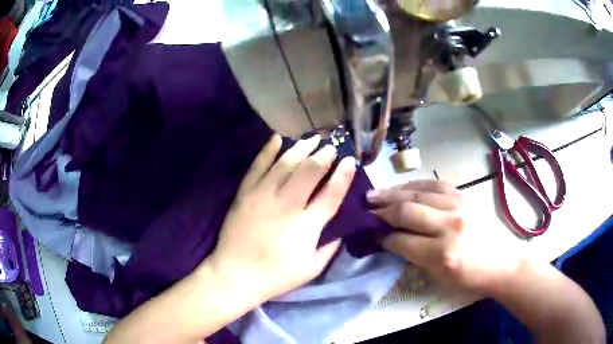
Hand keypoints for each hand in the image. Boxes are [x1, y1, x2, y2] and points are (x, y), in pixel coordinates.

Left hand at [208, 134, 355, 303]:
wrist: (235, 275)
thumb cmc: (276, 276)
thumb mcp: (312, 269)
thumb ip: (330, 248)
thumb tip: (340, 230)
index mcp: (307, 225)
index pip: (331, 193)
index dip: (344, 175)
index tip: (350, 161)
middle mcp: (288, 204)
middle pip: (310, 171)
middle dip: (324, 155)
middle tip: (331, 147)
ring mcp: (264, 195)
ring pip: (286, 163)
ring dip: (301, 148)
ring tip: (312, 139)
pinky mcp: (245, 193)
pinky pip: (258, 166)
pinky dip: (267, 150)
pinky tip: (277, 138)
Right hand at [368, 180, 521, 292]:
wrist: (501, 261)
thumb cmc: (470, 277)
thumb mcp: (439, 277)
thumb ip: (415, 257)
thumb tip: (392, 240)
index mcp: (442, 253)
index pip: (401, 240)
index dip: (382, 237)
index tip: (370, 233)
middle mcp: (449, 225)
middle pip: (406, 211)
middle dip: (381, 210)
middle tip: (365, 208)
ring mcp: (458, 205)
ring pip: (417, 193)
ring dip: (393, 193)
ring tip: (375, 194)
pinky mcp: (464, 196)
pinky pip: (434, 184)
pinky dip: (415, 184)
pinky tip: (403, 187)